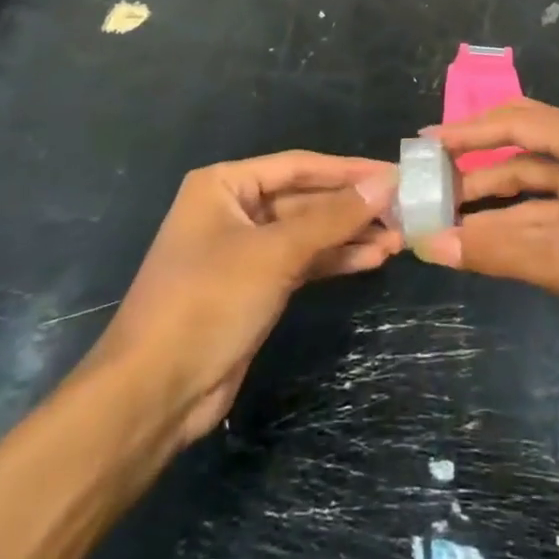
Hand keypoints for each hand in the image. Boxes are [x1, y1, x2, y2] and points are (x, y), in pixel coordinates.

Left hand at [89, 152, 399, 442]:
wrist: (154, 392)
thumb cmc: (208, 302)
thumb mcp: (274, 253)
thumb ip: (332, 218)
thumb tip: (386, 184)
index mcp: (224, 184)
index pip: (299, 166)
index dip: (348, 171)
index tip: (395, 175)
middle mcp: (234, 209)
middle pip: (305, 199)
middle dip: (352, 208)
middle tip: (404, 211)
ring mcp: (244, 250)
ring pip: (308, 233)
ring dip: (350, 236)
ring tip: (398, 239)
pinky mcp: (255, 287)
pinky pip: (302, 262)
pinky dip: (335, 260)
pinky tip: (372, 259)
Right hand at [419, 100, 558, 361]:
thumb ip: (496, 252)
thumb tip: (429, 246)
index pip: (517, 123)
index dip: (468, 132)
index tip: (424, 145)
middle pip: (522, 145)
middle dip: (475, 160)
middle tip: (428, 174)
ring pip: (530, 181)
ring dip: (489, 198)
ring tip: (440, 212)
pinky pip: (544, 210)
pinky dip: (512, 222)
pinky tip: (476, 238)